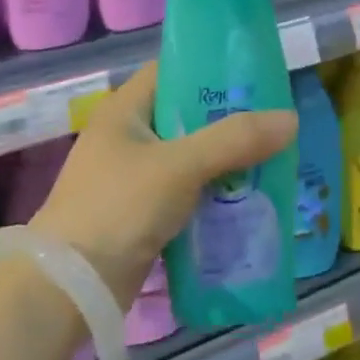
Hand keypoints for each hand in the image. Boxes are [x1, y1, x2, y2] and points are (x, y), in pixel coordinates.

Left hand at [31, 63, 296, 307]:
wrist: (68, 290)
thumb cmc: (118, 207)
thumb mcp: (180, 166)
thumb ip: (235, 140)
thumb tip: (291, 119)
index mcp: (126, 109)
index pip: (173, 70)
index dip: (211, 68)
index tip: (253, 76)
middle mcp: (128, 136)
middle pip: (187, 115)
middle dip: (229, 121)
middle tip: (273, 123)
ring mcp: (132, 177)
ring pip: (190, 157)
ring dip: (225, 161)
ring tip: (271, 159)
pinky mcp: (140, 214)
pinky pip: (186, 192)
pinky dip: (212, 193)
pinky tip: (246, 199)